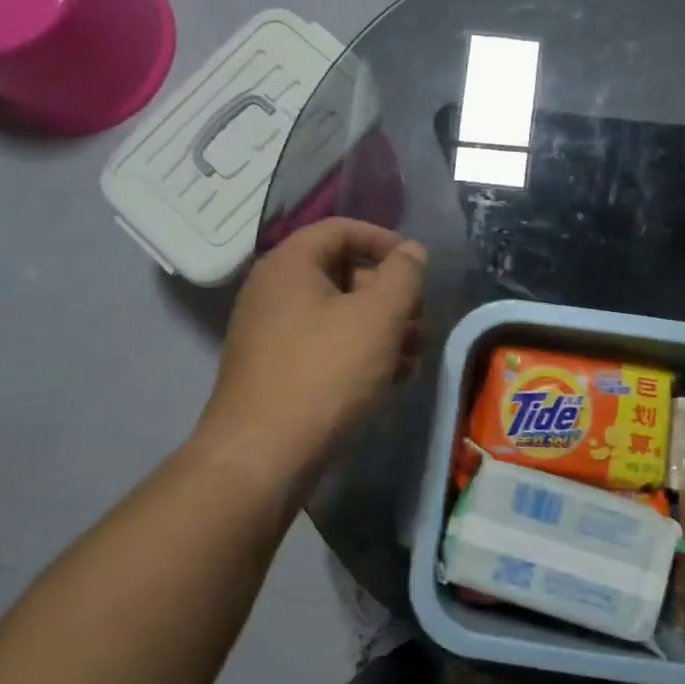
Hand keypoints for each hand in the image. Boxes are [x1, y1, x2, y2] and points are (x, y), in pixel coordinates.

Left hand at [199, 218, 426, 477]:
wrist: (264, 454)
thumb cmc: (326, 371)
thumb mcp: (378, 316)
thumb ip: (403, 275)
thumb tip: (412, 250)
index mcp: (290, 265)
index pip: (340, 229)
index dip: (384, 240)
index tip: (418, 266)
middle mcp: (274, 291)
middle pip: (343, 272)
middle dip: (390, 294)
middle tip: (420, 319)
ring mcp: (273, 333)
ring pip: (339, 314)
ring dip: (383, 328)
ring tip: (415, 354)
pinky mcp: (278, 370)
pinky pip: (327, 346)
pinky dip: (361, 352)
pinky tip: (392, 378)